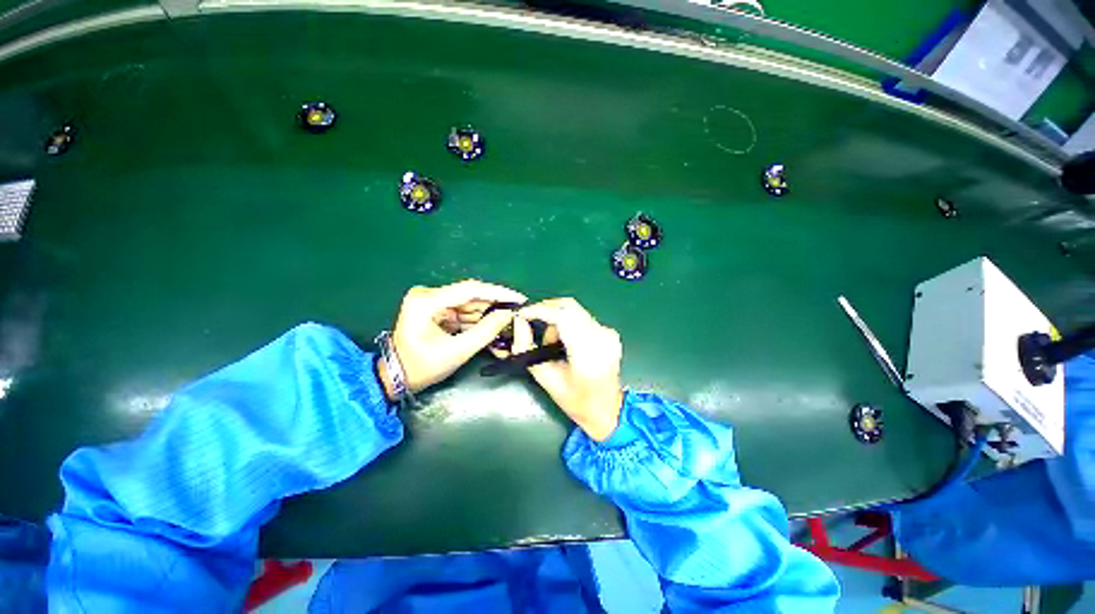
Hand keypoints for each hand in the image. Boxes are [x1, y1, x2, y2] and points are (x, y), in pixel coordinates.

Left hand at [381, 280, 525, 397]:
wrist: (396, 377)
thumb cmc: (423, 367)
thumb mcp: (458, 351)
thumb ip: (486, 331)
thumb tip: (508, 314)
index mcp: (427, 301)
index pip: (470, 290)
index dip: (498, 293)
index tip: (519, 298)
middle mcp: (427, 294)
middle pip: (470, 295)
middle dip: (493, 305)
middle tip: (516, 311)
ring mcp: (430, 300)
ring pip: (468, 303)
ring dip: (486, 312)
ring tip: (506, 320)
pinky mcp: (434, 307)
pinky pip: (461, 309)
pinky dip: (476, 318)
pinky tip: (490, 324)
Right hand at [514, 298, 623, 440]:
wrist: (607, 409)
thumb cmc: (575, 400)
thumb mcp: (544, 377)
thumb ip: (526, 348)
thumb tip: (519, 322)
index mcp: (588, 353)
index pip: (562, 316)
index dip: (539, 310)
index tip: (522, 314)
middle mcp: (602, 337)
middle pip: (569, 306)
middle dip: (546, 309)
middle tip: (530, 320)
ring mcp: (608, 333)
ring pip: (574, 310)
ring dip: (556, 318)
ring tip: (550, 342)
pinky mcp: (609, 331)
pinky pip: (582, 317)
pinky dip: (567, 322)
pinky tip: (564, 342)